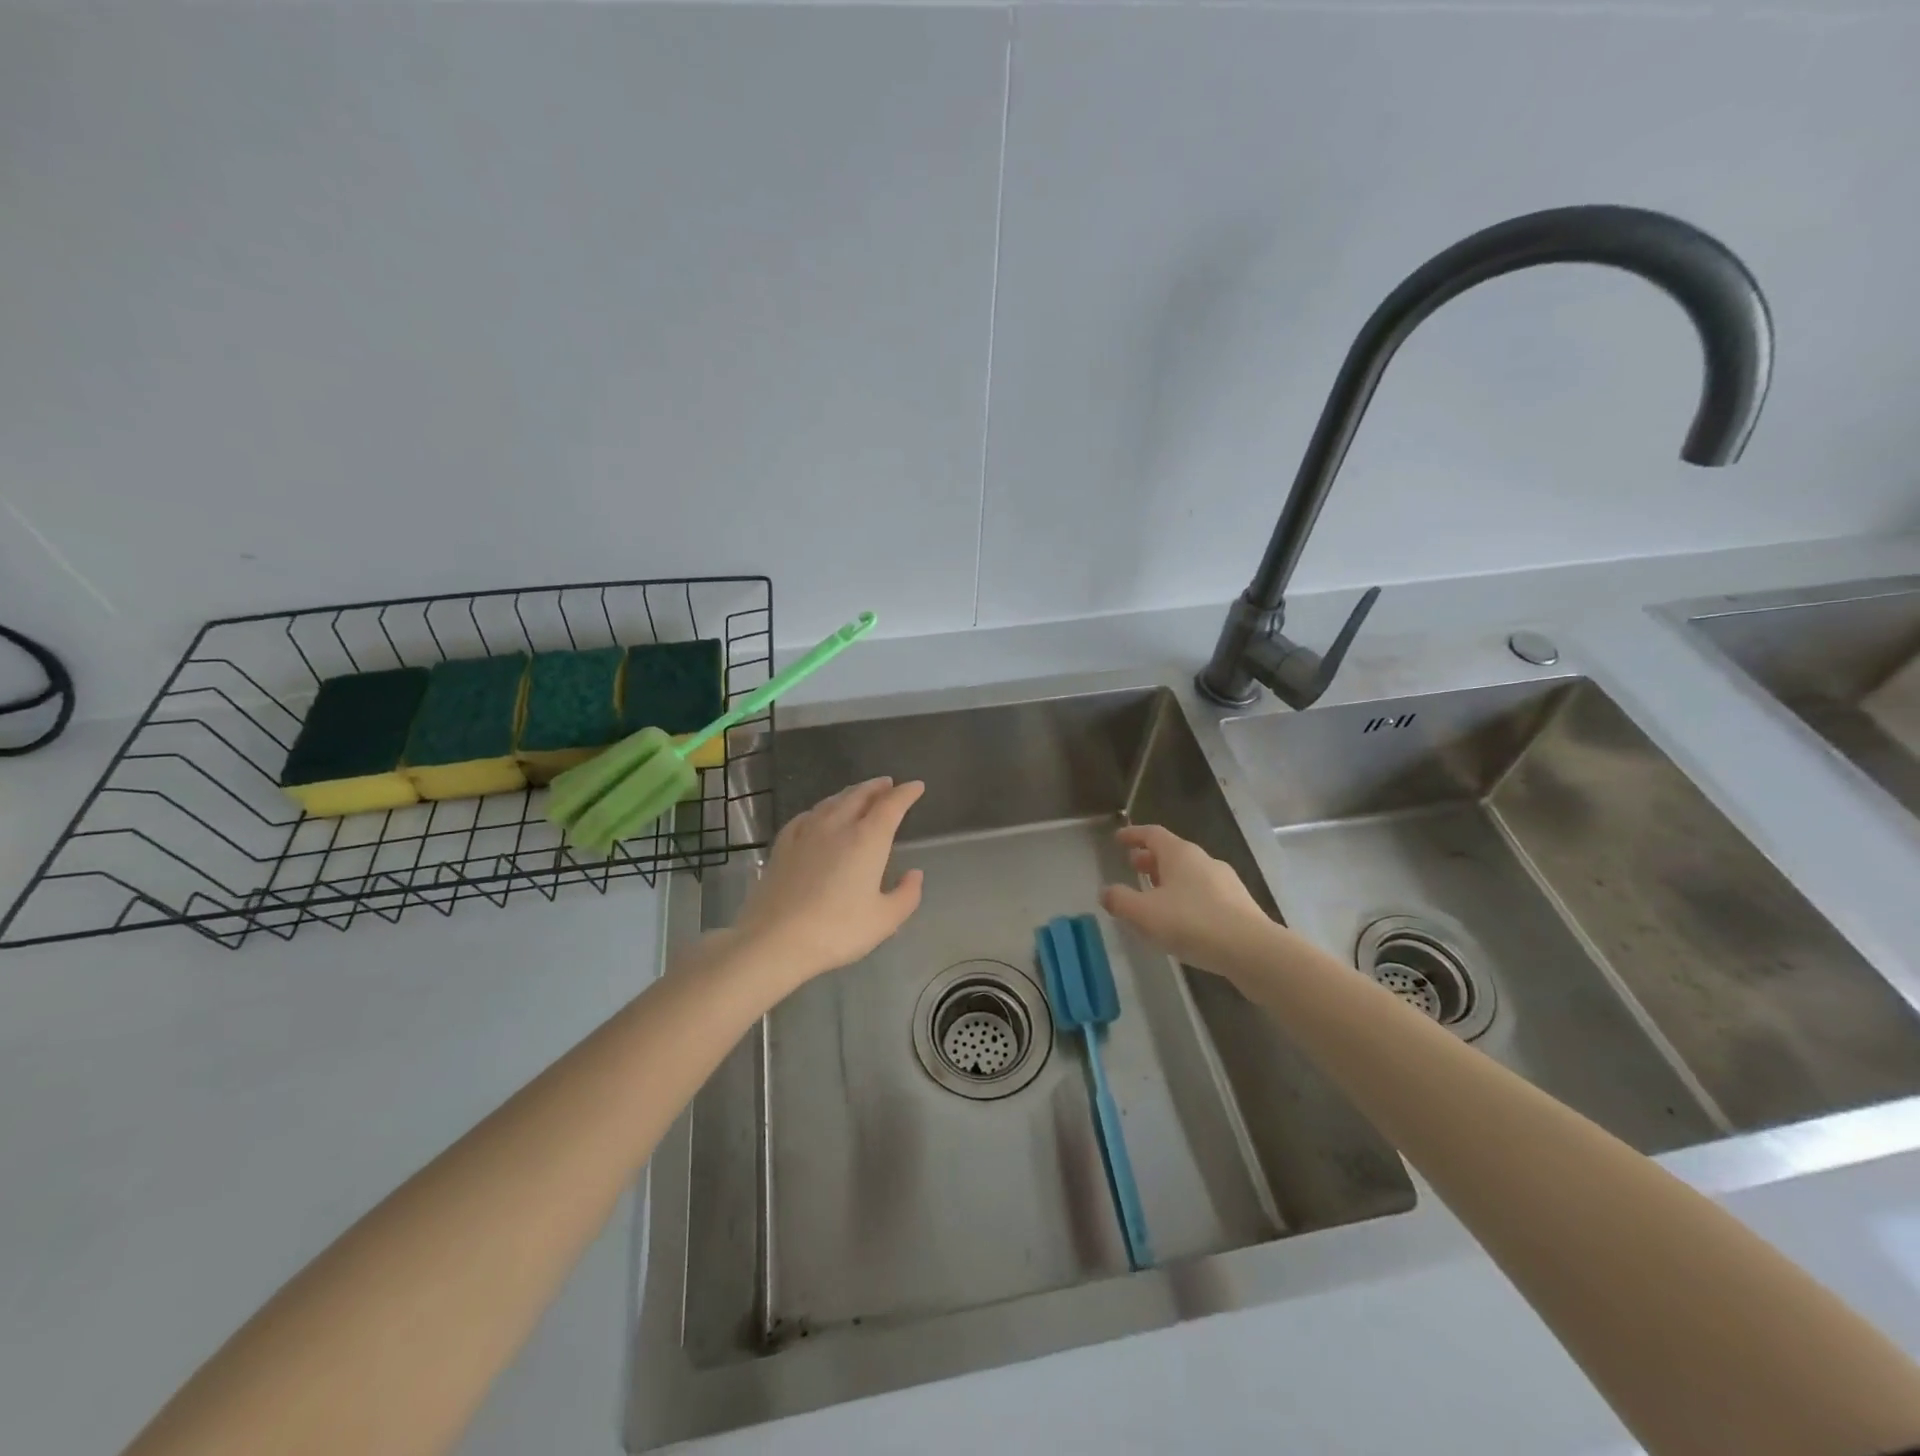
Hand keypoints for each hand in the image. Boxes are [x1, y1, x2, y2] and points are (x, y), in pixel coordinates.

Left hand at [732, 777, 925, 984]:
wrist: (775, 940)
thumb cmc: (837, 930)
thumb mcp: (885, 920)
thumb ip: (906, 895)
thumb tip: (914, 874)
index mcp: (867, 839)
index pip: (891, 805)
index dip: (906, 793)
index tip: (916, 786)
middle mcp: (837, 826)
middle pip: (859, 795)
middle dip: (877, 787)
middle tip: (888, 784)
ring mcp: (806, 833)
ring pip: (832, 801)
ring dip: (850, 793)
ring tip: (859, 794)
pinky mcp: (783, 845)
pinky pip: (807, 816)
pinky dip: (821, 809)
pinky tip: (818, 815)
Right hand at [1100, 824, 1272, 978]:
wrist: (1252, 950)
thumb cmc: (1192, 923)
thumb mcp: (1145, 913)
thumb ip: (1121, 901)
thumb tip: (1106, 892)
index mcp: (1180, 854)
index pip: (1152, 834)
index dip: (1133, 835)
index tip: (1118, 839)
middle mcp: (1203, 860)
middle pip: (1172, 852)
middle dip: (1150, 859)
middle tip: (1133, 867)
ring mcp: (1225, 882)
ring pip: (1189, 873)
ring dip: (1168, 879)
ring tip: (1154, 896)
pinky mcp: (1238, 905)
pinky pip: (1204, 892)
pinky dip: (1186, 897)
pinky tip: (1181, 919)